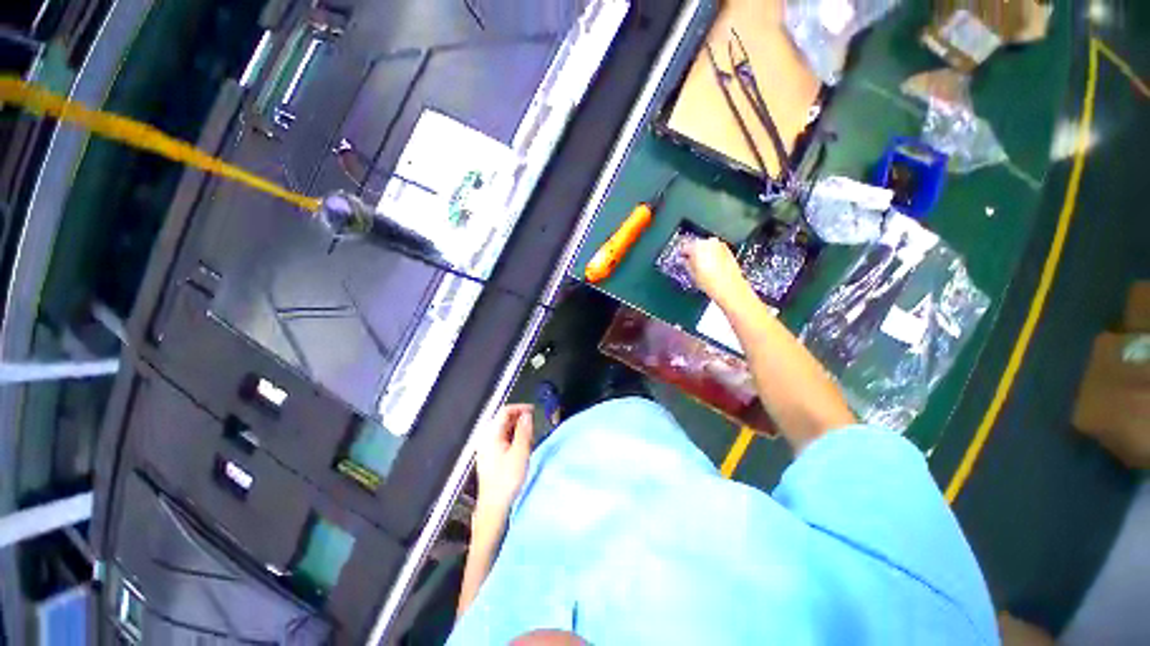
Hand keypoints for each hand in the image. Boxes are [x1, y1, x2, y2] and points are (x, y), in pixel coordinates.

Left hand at [474, 404, 534, 517]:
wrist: (494, 506)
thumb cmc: (507, 479)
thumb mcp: (520, 452)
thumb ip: (524, 431)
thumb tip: (527, 415)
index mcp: (491, 435)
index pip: (504, 411)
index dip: (520, 408)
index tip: (533, 410)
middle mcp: (486, 438)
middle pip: (503, 420)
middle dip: (519, 419)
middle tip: (533, 424)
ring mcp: (486, 448)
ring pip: (503, 429)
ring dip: (517, 429)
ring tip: (529, 437)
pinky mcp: (489, 457)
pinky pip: (502, 439)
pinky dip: (513, 437)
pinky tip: (521, 447)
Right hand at [684, 237, 751, 306]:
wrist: (730, 287)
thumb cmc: (711, 282)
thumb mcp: (692, 274)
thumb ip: (685, 264)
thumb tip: (684, 261)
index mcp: (697, 246)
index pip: (684, 247)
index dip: (681, 255)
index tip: (681, 260)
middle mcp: (709, 242)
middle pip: (696, 245)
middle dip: (692, 254)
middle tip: (690, 264)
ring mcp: (720, 245)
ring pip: (706, 247)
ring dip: (702, 254)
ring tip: (701, 267)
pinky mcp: (728, 250)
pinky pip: (715, 250)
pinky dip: (712, 256)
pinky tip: (711, 267)